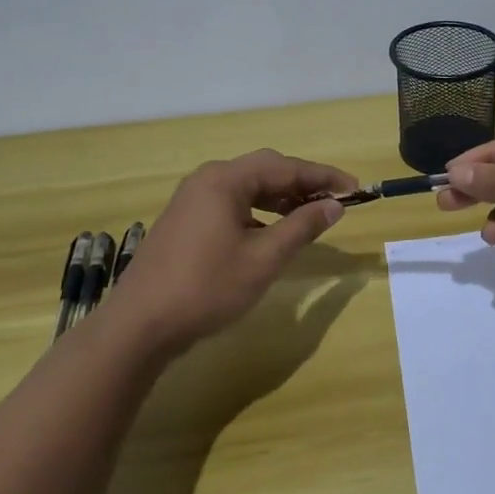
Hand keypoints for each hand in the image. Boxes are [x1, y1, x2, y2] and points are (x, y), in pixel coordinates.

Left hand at [104, 149, 353, 355]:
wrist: (139, 326)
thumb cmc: (206, 288)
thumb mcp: (263, 259)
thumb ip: (302, 226)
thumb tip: (334, 204)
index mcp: (225, 180)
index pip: (285, 167)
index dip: (323, 176)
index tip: (355, 188)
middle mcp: (207, 179)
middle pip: (265, 170)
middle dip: (302, 183)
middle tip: (335, 200)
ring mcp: (192, 200)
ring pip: (247, 188)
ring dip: (280, 198)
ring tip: (309, 215)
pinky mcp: (184, 221)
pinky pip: (231, 204)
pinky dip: (258, 212)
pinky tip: (271, 233)